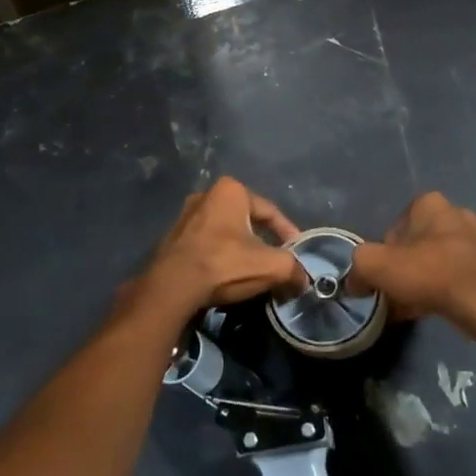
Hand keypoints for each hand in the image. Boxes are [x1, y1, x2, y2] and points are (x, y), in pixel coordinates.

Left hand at [126, 177, 304, 322]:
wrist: (172, 286)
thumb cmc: (224, 263)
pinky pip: (206, 245)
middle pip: (246, 221)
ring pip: (224, 233)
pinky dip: (219, 257)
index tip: (297, 252)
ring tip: (251, 270)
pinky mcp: (171, 239)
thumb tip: (304, 279)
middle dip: (262, 240)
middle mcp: (206, 195)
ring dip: (239, 249)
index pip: (270, 211)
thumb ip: (293, 269)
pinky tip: (226, 276)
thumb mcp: (270, 266)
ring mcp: (184, 217)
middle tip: (275, 261)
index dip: (288, 233)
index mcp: (230, 190)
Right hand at [352, 192, 475, 336]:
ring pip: (430, 262)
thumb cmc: (427, 271)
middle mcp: (453, 214)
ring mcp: (472, 241)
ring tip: (404, 305)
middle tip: (391, 291)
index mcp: (429, 203)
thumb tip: (355, 282)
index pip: (393, 227)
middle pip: (412, 245)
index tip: (381, 275)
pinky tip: (422, 310)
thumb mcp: (375, 264)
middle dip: (400, 268)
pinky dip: (433, 291)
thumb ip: (358, 267)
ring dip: (416, 281)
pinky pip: (447, 277)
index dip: (382, 253)